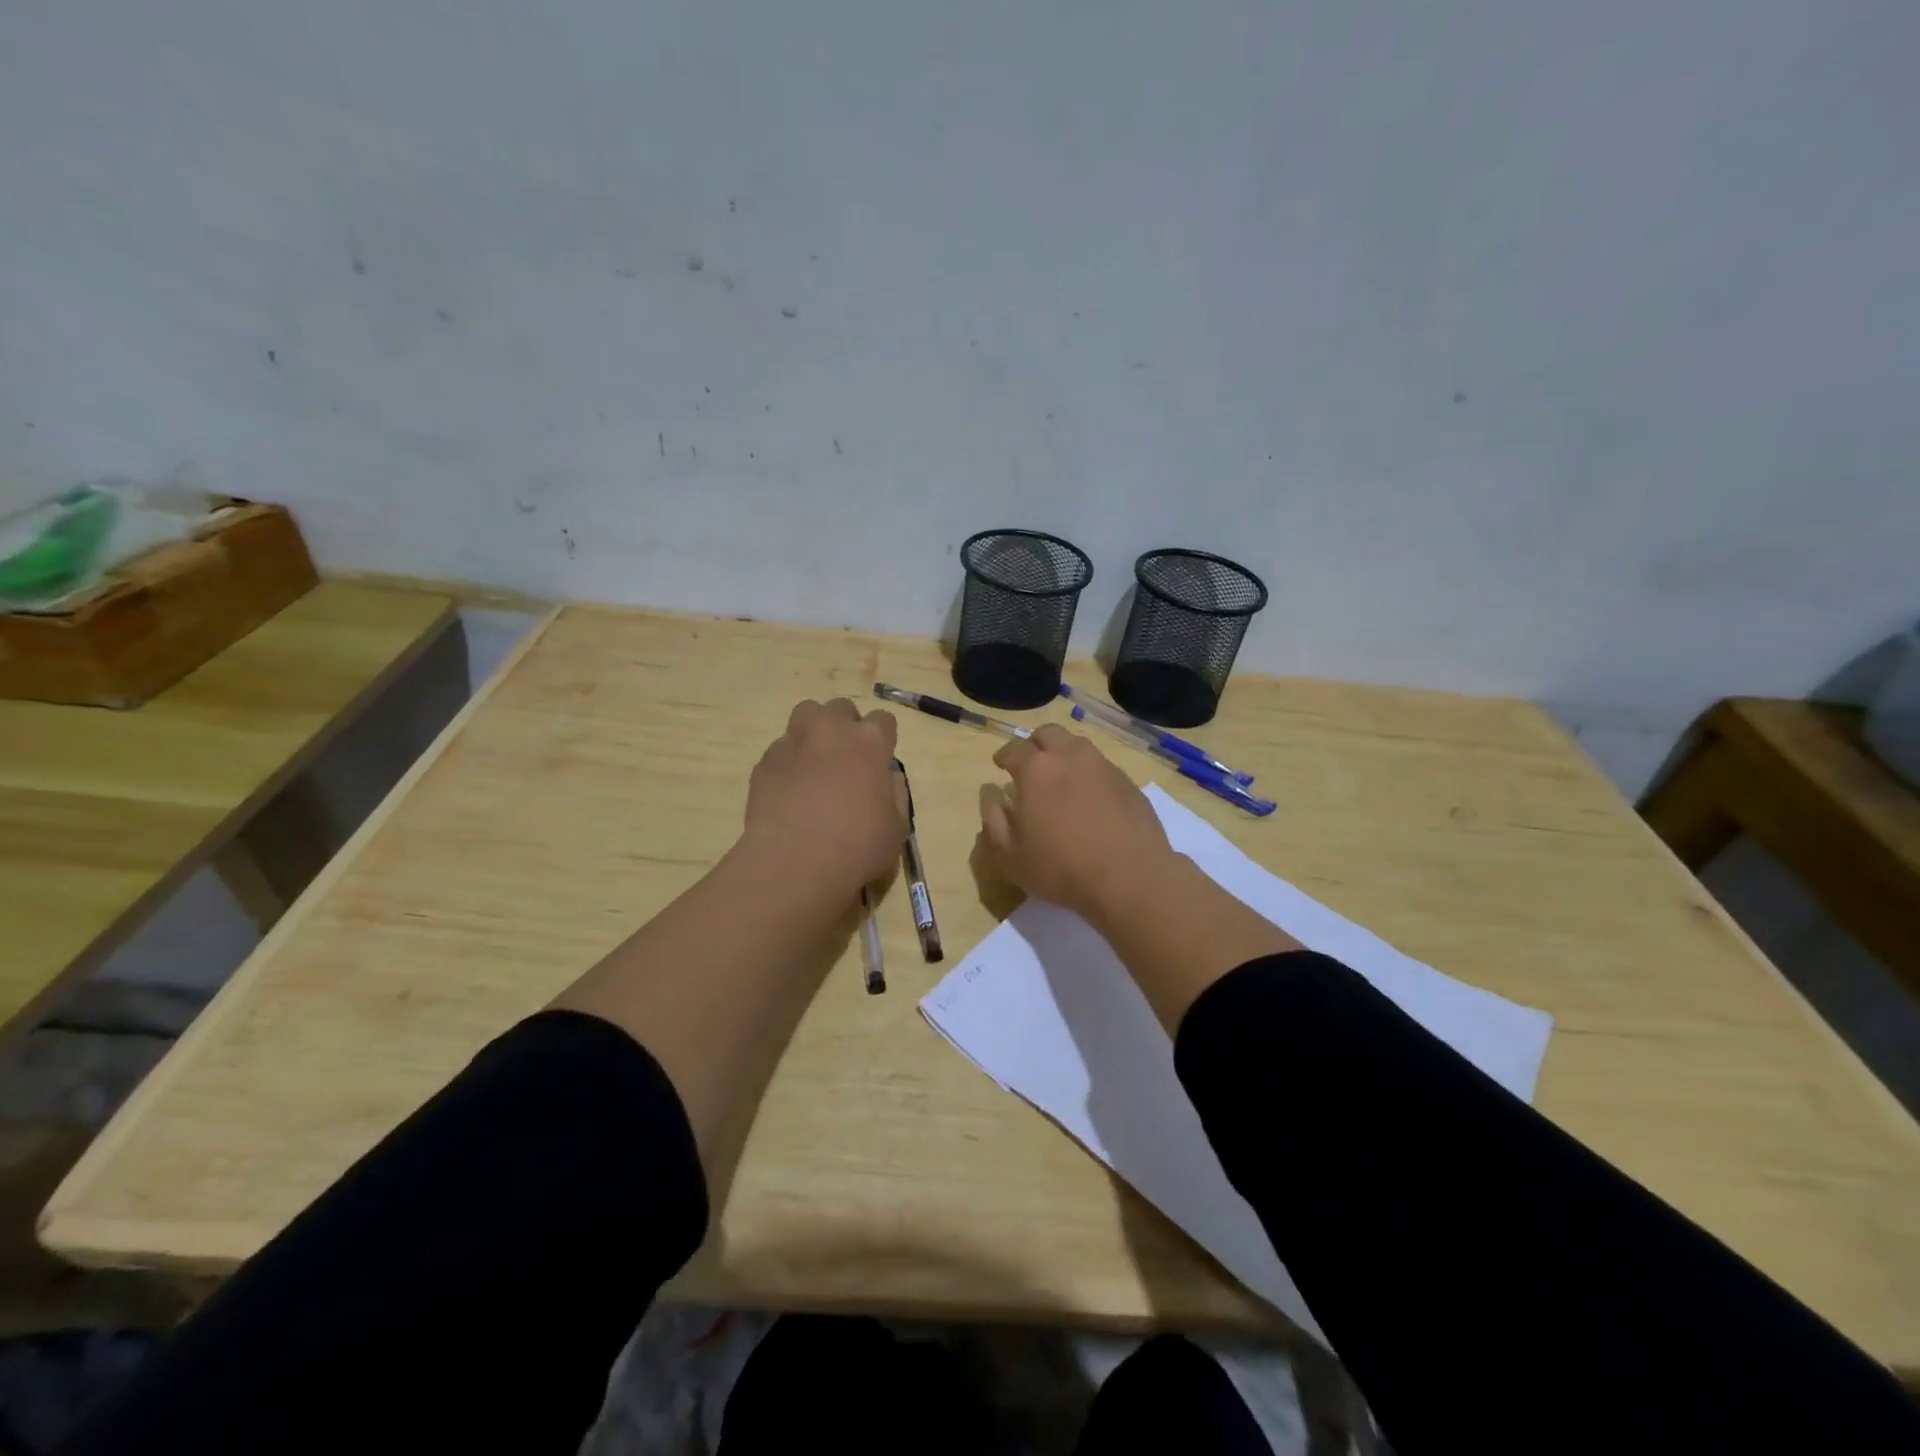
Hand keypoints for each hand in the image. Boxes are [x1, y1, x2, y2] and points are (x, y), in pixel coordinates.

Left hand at [744, 698, 904, 901]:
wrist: (794, 864)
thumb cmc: (857, 848)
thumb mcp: (896, 828)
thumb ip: (894, 794)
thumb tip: (887, 778)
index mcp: (870, 742)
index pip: (884, 720)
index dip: (884, 739)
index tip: (880, 761)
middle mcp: (831, 731)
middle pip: (841, 708)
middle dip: (846, 727)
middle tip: (847, 759)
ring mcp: (794, 742)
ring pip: (806, 714)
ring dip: (815, 731)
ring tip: (816, 763)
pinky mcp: (765, 761)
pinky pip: (781, 749)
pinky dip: (789, 761)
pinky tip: (791, 791)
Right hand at [978, 724, 1177, 918]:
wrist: (1129, 878)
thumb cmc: (1060, 868)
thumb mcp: (1010, 855)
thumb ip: (993, 819)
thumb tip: (990, 794)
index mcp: (1036, 770)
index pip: (1014, 749)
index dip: (1004, 755)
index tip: (1000, 763)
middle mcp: (1070, 757)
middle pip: (1048, 734)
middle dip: (1035, 744)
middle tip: (1030, 763)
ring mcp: (1103, 766)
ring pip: (1078, 745)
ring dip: (1064, 754)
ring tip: (1061, 777)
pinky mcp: (1128, 782)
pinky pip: (1102, 767)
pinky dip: (1089, 774)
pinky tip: (1090, 798)